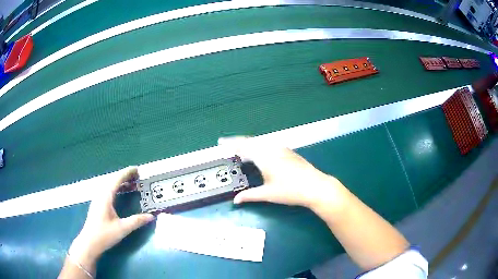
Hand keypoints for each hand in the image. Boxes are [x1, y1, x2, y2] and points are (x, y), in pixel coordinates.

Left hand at [69, 167, 154, 272]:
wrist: (89, 242)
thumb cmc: (105, 234)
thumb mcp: (122, 228)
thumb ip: (137, 221)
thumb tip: (151, 216)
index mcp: (106, 196)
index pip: (117, 179)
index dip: (127, 173)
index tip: (137, 169)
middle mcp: (101, 194)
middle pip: (113, 180)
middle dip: (125, 176)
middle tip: (137, 176)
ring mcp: (98, 199)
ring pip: (110, 185)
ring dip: (120, 182)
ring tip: (131, 184)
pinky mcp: (97, 204)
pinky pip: (108, 190)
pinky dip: (116, 188)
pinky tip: (120, 194)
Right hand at [218, 137, 346, 209]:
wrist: (316, 187)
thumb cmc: (290, 191)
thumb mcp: (268, 194)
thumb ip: (249, 195)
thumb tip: (235, 200)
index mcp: (264, 156)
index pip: (243, 146)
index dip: (230, 143)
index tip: (220, 142)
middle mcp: (272, 148)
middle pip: (251, 141)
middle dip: (239, 142)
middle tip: (229, 147)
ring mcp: (282, 149)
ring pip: (261, 142)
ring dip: (250, 144)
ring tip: (242, 152)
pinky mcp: (289, 152)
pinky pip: (269, 144)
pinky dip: (260, 146)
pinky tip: (261, 155)